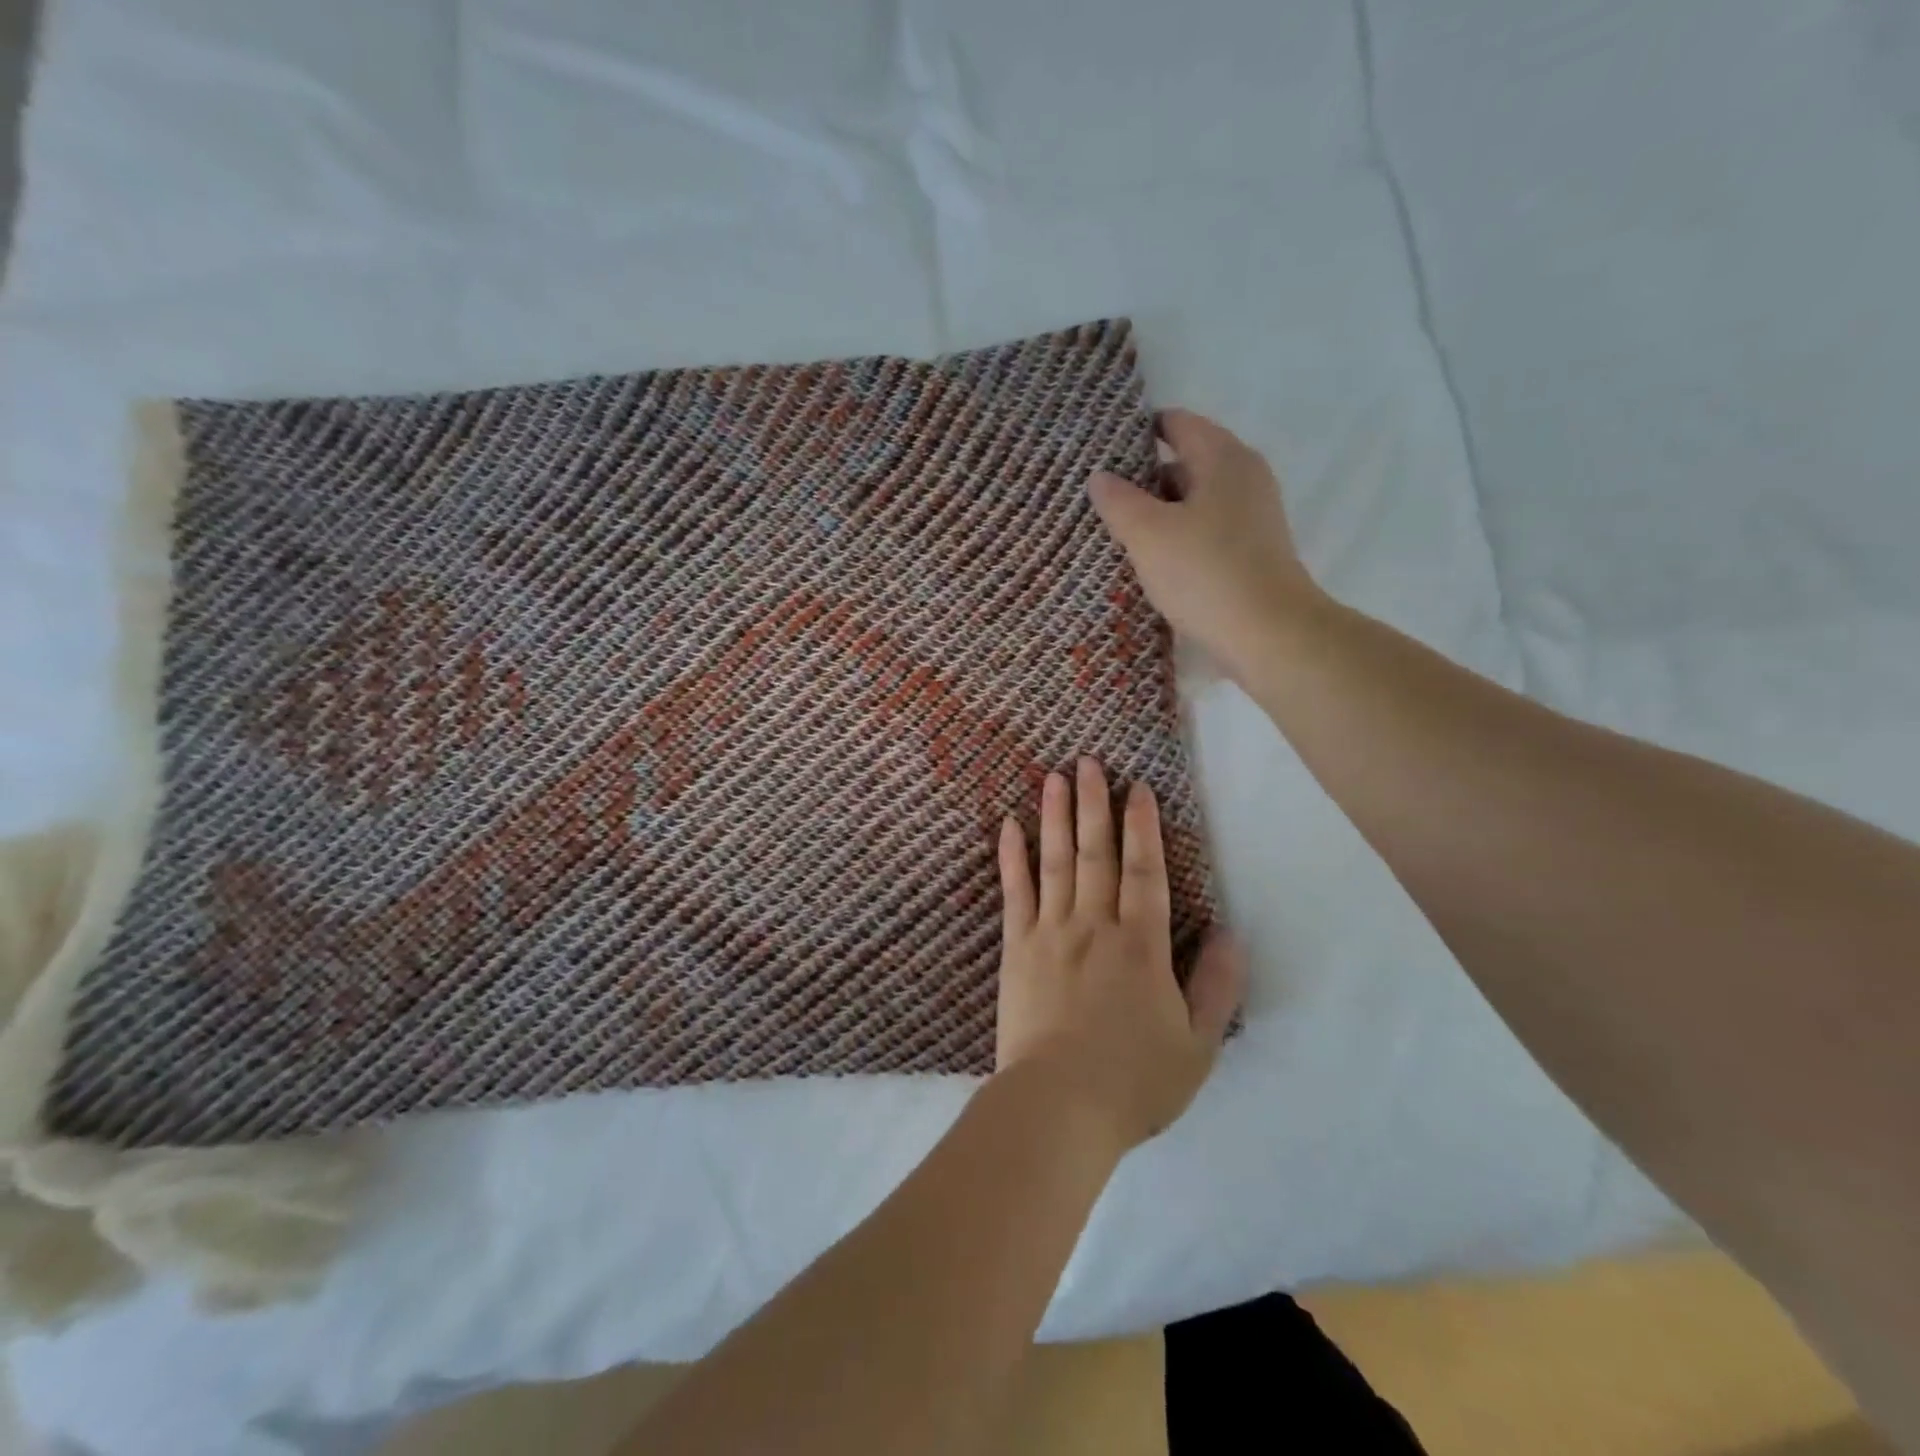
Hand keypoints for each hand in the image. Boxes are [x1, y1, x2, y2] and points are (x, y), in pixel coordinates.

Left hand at [995, 757, 1241, 1150]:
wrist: (1058, 1106)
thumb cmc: (1133, 1081)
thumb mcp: (1197, 1045)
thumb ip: (1217, 987)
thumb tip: (1230, 934)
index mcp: (1141, 945)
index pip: (1145, 871)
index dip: (1143, 827)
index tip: (1138, 788)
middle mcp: (1095, 925)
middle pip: (1097, 853)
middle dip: (1096, 804)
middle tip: (1089, 761)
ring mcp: (1050, 933)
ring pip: (1056, 862)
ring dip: (1056, 817)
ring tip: (1055, 777)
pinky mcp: (1016, 948)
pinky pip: (1015, 893)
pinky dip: (1012, 857)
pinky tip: (1009, 826)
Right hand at [1088, 408, 1320, 682]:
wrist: (1270, 634)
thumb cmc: (1206, 573)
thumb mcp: (1148, 534)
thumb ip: (1119, 501)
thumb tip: (1100, 477)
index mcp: (1223, 457)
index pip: (1177, 423)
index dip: (1138, 432)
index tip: (1102, 451)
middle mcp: (1244, 476)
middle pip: (1186, 462)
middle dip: (1143, 478)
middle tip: (1102, 498)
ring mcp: (1253, 516)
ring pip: (1195, 501)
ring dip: (1160, 513)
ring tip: (1118, 533)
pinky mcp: (1253, 551)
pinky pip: (1206, 531)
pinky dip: (1179, 538)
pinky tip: (1153, 562)